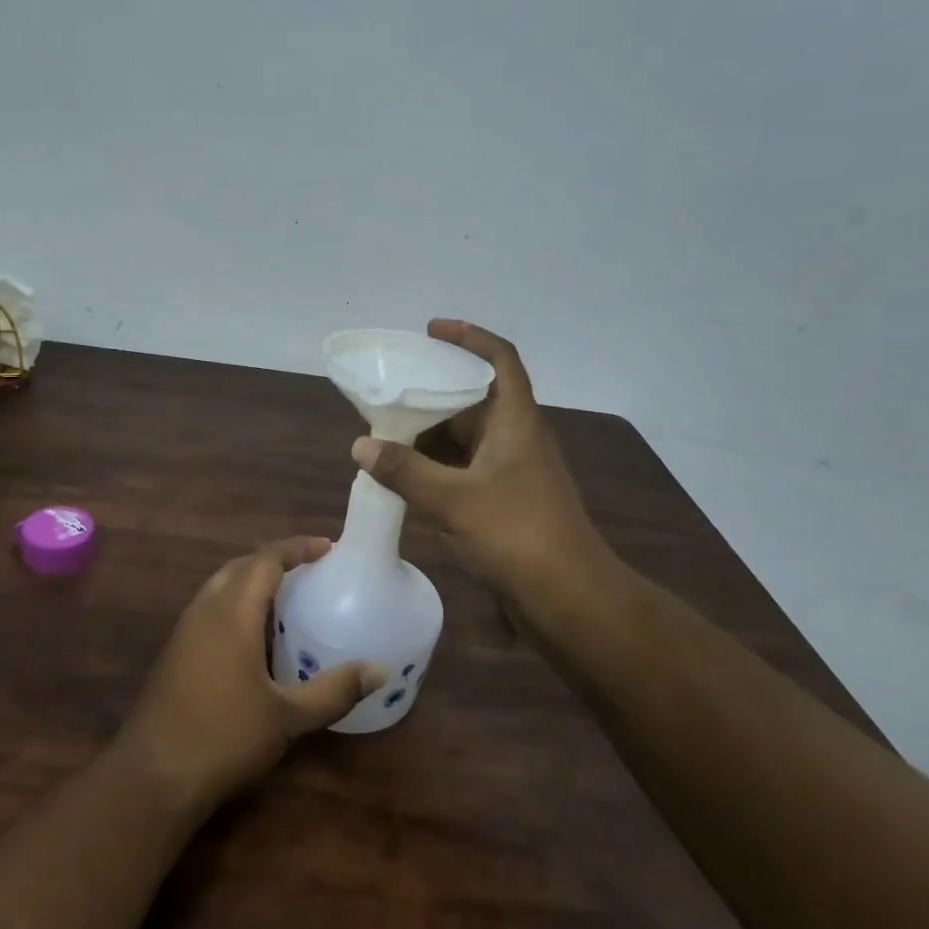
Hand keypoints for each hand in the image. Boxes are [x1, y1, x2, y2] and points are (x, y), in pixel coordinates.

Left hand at [116, 537, 386, 814]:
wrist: (152, 776)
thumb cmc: (224, 738)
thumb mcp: (287, 717)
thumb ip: (334, 691)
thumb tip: (378, 670)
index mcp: (232, 613)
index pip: (265, 560)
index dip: (296, 548)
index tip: (327, 547)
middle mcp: (205, 610)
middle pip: (241, 566)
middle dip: (275, 560)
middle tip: (310, 569)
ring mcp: (184, 630)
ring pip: (221, 586)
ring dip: (252, 580)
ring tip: (286, 597)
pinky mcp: (174, 652)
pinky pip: (210, 608)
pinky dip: (236, 603)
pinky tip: (253, 636)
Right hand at [352, 319, 606, 607]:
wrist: (568, 597)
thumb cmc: (517, 534)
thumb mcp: (454, 499)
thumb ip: (405, 471)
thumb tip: (360, 445)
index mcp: (516, 420)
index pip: (500, 359)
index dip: (469, 337)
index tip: (431, 330)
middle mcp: (516, 437)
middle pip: (474, 397)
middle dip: (433, 390)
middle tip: (390, 388)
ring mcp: (511, 469)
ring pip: (466, 436)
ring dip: (430, 432)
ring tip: (385, 430)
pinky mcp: (504, 498)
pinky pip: (463, 467)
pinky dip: (435, 465)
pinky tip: (404, 473)